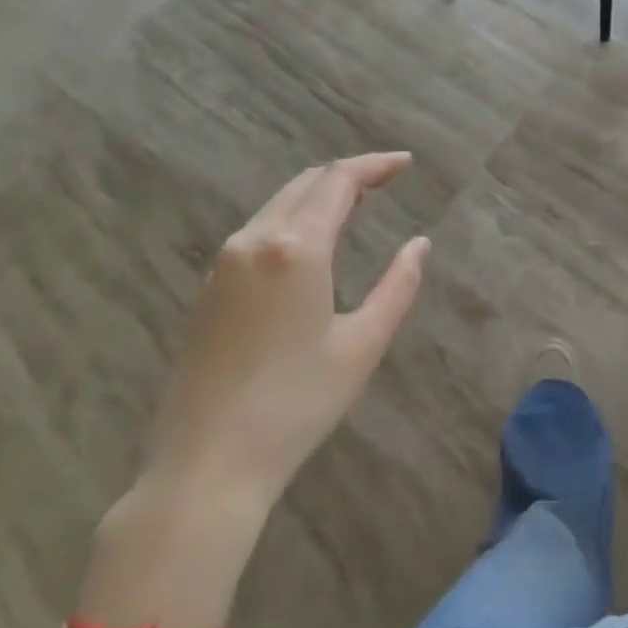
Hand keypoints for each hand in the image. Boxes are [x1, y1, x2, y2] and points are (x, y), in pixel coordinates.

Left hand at [140, 152, 429, 510]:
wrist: (207, 463)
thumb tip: (419, 244)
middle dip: (348, 174)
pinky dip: (293, 217)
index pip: (338, 182)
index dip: (374, 165)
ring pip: (278, 204)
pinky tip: (311, 239)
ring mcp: (223, 263)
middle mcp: (254, 241)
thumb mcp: (362, 345)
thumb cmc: (297, 404)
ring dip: (318, 194)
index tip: (406, 163)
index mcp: (296, 249)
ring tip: (356, 203)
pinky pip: (258, 229)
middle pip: (305, 184)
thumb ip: (398, 286)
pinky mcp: (208, 288)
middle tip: (386, 179)